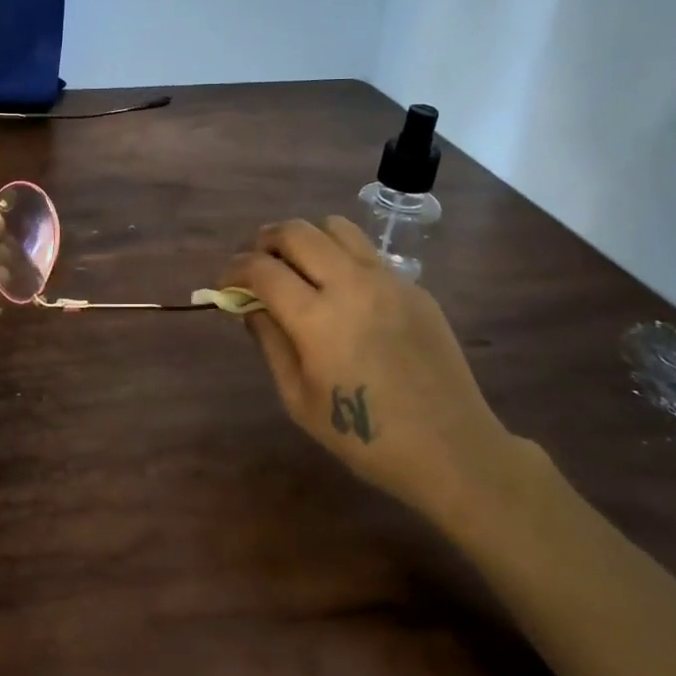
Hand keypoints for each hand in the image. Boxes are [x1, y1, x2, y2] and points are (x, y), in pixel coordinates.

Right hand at [221, 216, 521, 530]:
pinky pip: (367, 252)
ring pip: (335, 227)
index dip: (234, 271)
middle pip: (296, 231)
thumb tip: (252, 306)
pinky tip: (341, 292)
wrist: (450, 448)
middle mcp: (351, 284)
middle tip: (255, 265)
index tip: (225, 284)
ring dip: (305, 238)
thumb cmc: (364, 437)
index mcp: (316, 318)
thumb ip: (270, 342)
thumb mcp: (298, 399)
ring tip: (297, 266)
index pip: (261, 269)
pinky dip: (340, 257)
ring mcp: (387, 280)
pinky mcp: (414, 286)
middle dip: (264, 242)